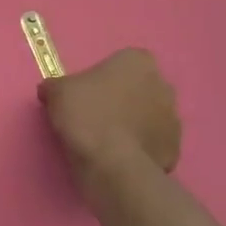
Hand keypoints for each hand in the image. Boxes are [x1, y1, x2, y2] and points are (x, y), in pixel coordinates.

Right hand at [38, 48, 182, 210]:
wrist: (111, 163)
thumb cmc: (86, 114)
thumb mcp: (56, 92)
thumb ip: (55, 86)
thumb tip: (50, 90)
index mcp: (138, 62)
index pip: (121, 63)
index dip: (103, 78)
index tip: (86, 93)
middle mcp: (163, 85)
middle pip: (139, 88)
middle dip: (123, 99)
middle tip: (96, 115)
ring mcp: (174, 118)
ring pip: (148, 116)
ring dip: (133, 123)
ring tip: (106, 140)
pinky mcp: (174, 149)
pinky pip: (153, 143)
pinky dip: (139, 148)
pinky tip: (119, 157)